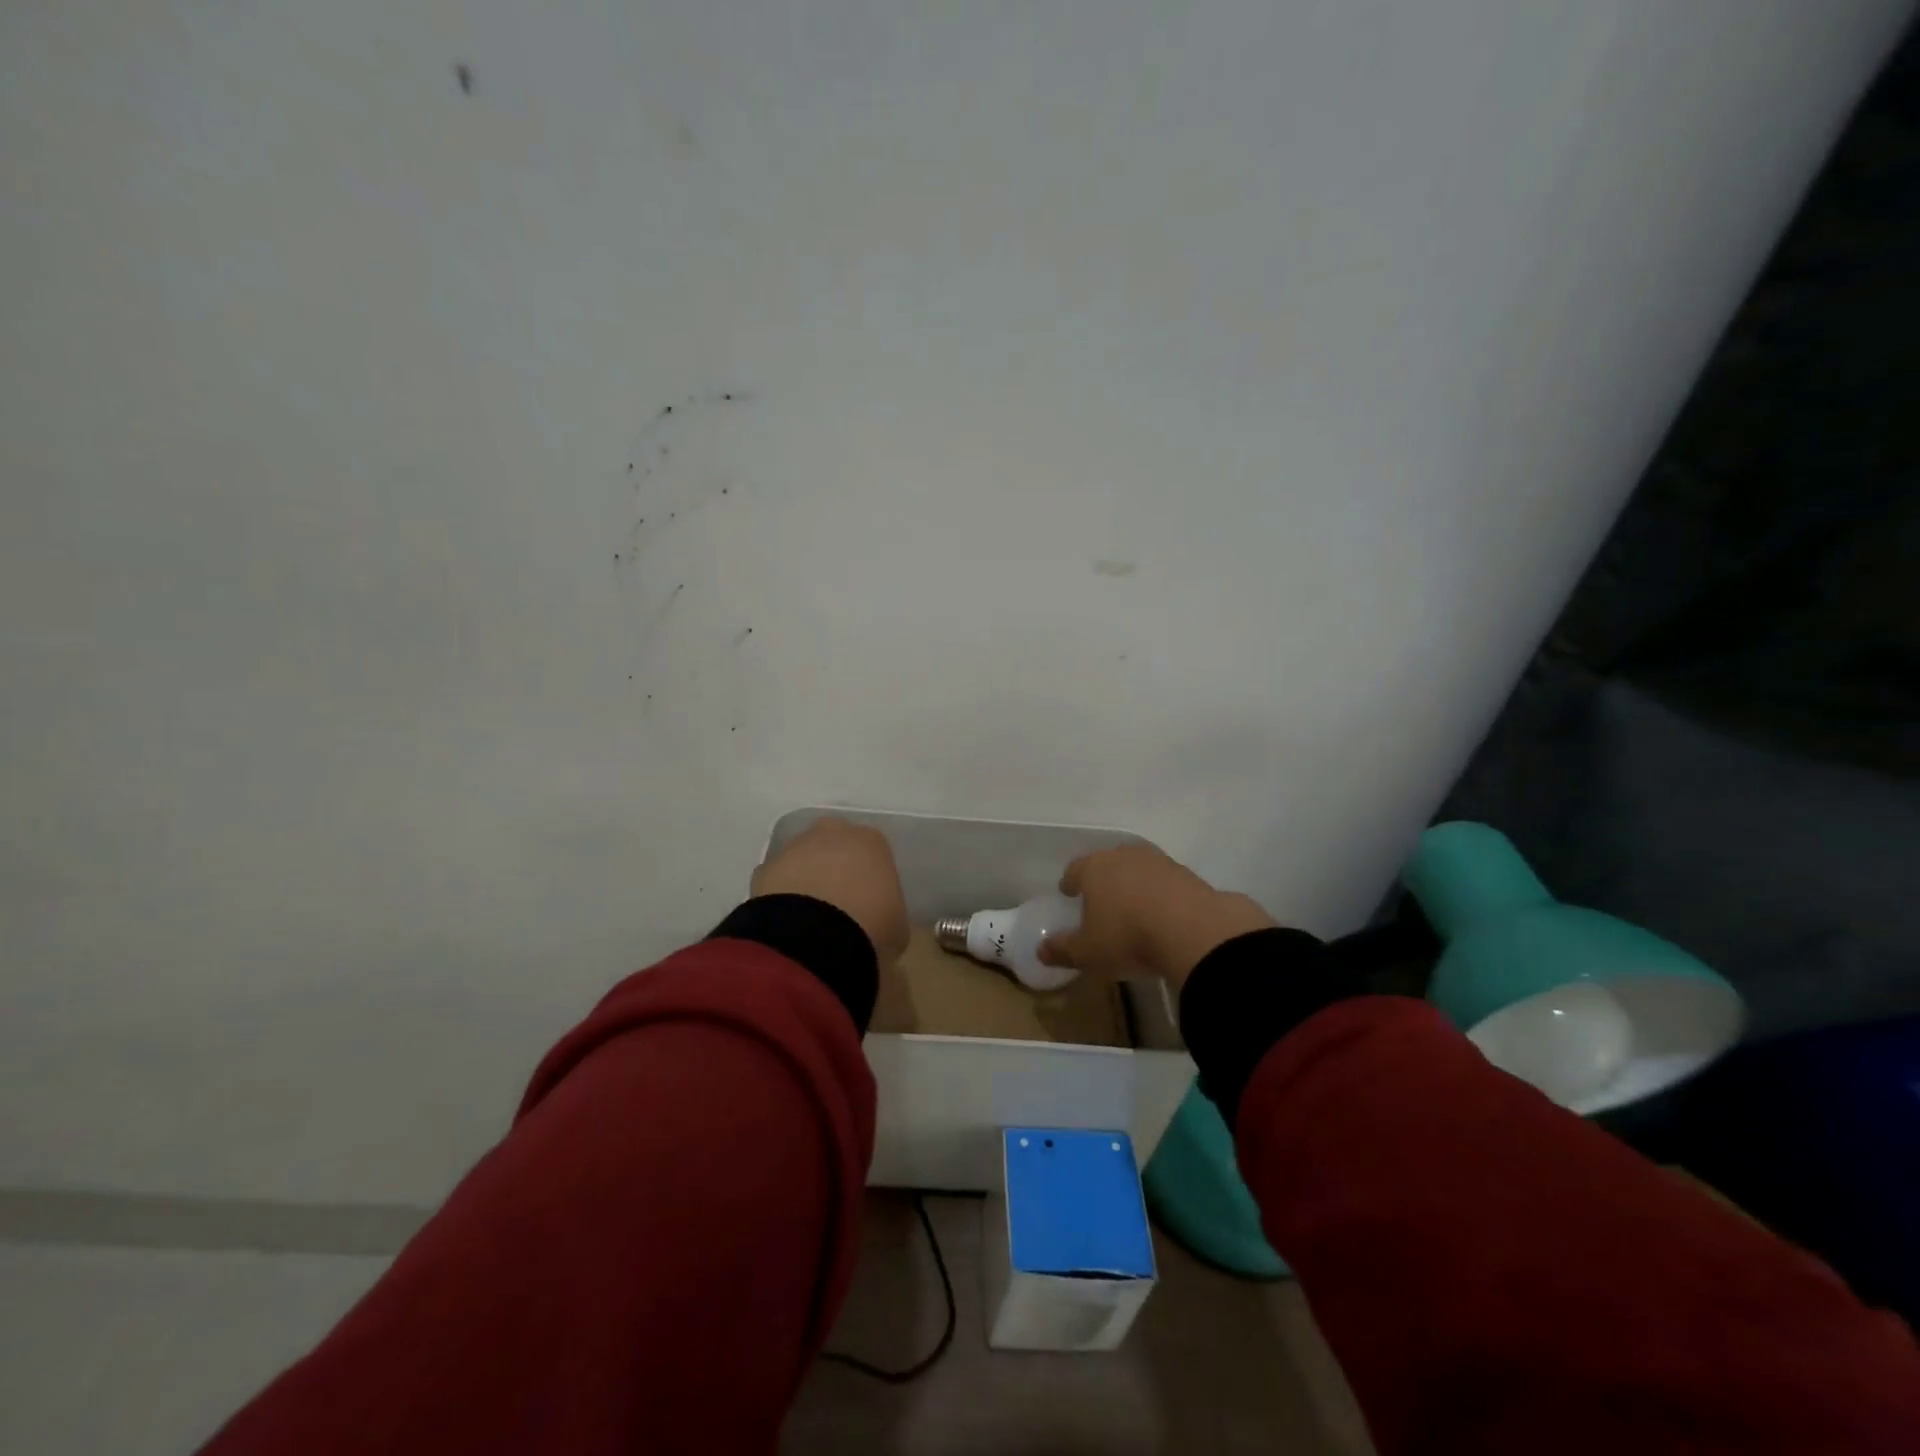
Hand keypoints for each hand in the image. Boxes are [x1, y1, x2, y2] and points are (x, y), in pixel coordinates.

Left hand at [752, 818, 910, 964]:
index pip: (874, 853)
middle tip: (839, 904)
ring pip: (803, 859)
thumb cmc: (870, 925)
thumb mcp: (897, 927)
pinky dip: (781, 896)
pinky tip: (787, 922)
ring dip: (806, 879)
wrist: (815, 936)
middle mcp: (833, 833)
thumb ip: (889, 915)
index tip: (870, 903)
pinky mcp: (765, 869)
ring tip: (809, 918)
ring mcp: (795, 847)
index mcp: (872, 841)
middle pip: (836, 845)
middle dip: (836, 867)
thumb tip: (880, 924)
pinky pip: (777, 881)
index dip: (871, 878)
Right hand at [1037, 844, 1273, 988]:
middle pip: (1107, 864)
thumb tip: (1040, 950)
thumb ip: (1062, 949)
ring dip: (1133, 885)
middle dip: (1102, 880)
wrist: (1194, 931)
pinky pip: (1165, 883)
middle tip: (1100, 900)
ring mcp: (1159, 862)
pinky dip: (1160, 894)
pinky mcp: (1188, 875)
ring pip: (1138, 870)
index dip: (1070, 882)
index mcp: (1094, 868)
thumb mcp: (1088, 953)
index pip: (1075, 869)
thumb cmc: (1128, 937)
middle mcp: (1124, 856)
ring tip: (1133, 907)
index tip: (1068, 893)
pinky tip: (1162, 914)